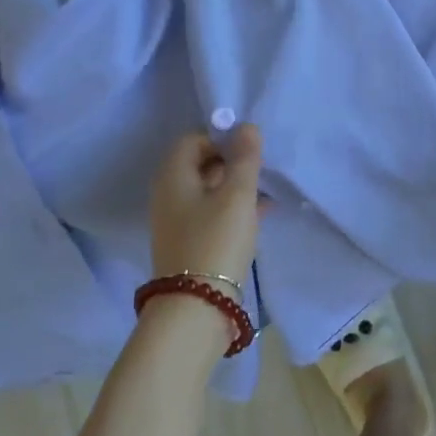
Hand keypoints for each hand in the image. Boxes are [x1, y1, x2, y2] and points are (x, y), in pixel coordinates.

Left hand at [149, 123, 264, 286]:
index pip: (194, 139)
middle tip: (261, 170)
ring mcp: (177, 220)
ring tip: (267, 191)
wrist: (197, 308)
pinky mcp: (189, 242)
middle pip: (200, 163)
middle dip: (232, 162)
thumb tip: (247, 127)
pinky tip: (262, 213)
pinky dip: (233, 208)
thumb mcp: (237, 195)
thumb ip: (245, 158)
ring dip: (236, 186)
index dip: (222, 138)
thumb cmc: (216, 241)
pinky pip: (212, 212)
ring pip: (209, 190)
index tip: (250, 151)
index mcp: (173, 175)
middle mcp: (168, 194)